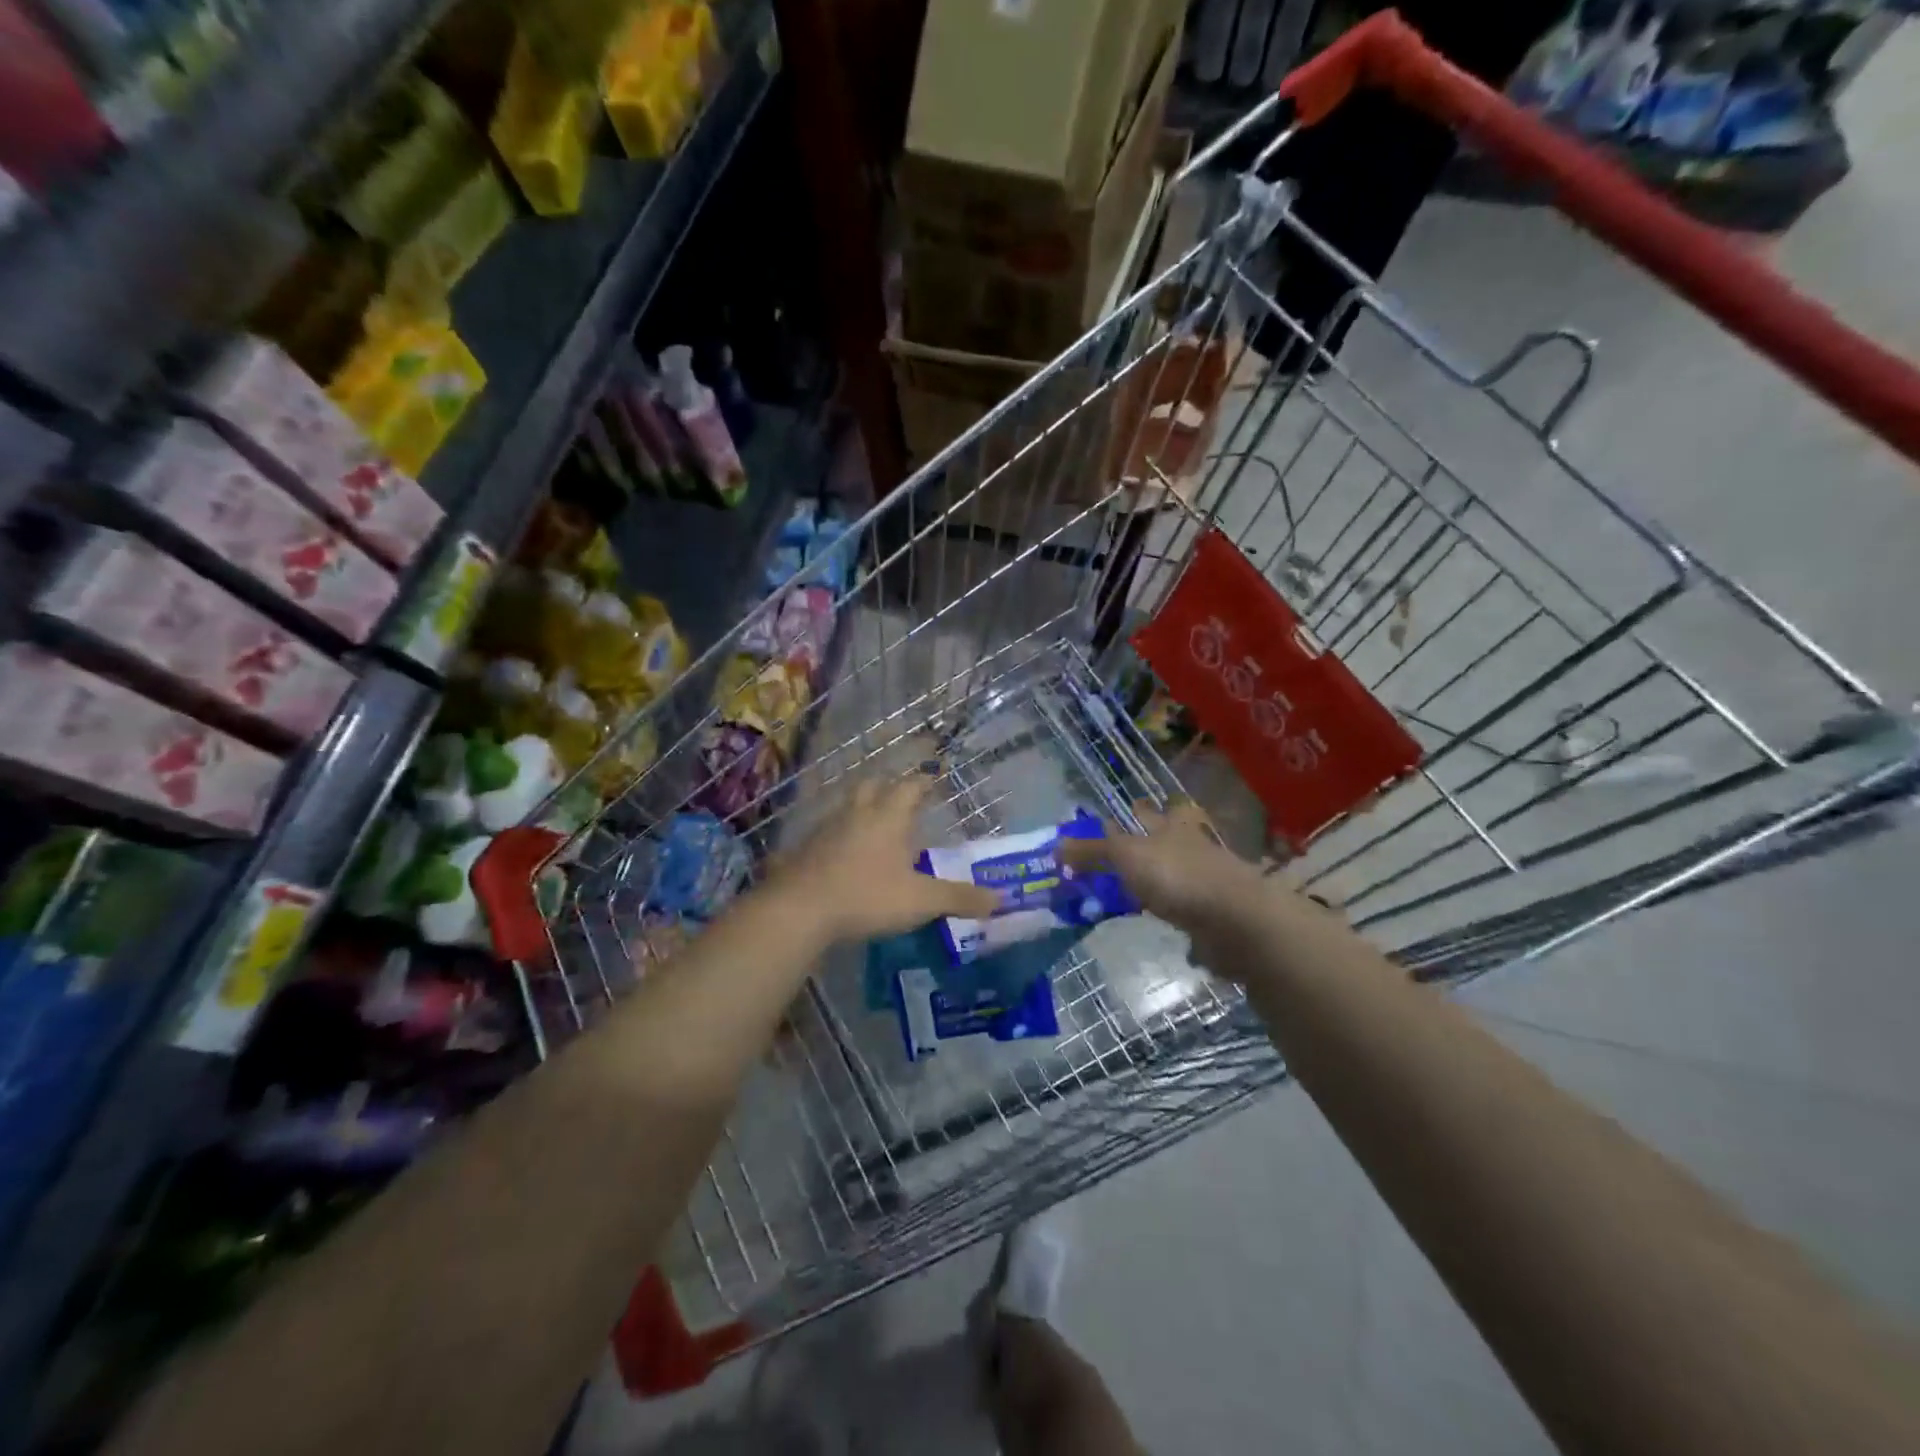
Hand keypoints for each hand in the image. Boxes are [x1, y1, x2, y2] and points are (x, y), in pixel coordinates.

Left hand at [767, 775, 998, 945]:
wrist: (799, 909)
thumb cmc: (867, 896)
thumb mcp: (921, 900)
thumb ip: (959, 898)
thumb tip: (1000, 899)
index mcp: (888, 816)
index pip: (910, 787)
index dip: (923, 781)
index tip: (933, 778)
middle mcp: (857, 813)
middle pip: (872, 787)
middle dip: (888, 788)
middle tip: (901, 797)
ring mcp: (826, 829)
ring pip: (846, 807)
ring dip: (861, 810)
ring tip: (872, 824)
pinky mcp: (805, 850)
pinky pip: (826, 833)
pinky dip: (838, 836)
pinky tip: (842, 854)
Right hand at [1059, 799, 1275, 973]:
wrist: (1236, 920)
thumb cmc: (1178, 876)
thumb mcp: (1127, 857)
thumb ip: (1094, 851)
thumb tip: (1056, 845)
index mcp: (1170, 825)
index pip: (1148, 812)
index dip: (1133, 812)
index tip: (1114, 817)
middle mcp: (1190, 846)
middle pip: (1166, 839)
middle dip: (1149, 844)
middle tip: (1120, 857)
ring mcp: (1206, 880)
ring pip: (1177, 873)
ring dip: (1160, 880)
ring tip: (1134, 891)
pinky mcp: (1213, 912)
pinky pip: (1188, 908)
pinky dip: (1176, 913)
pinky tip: (1164, 924)